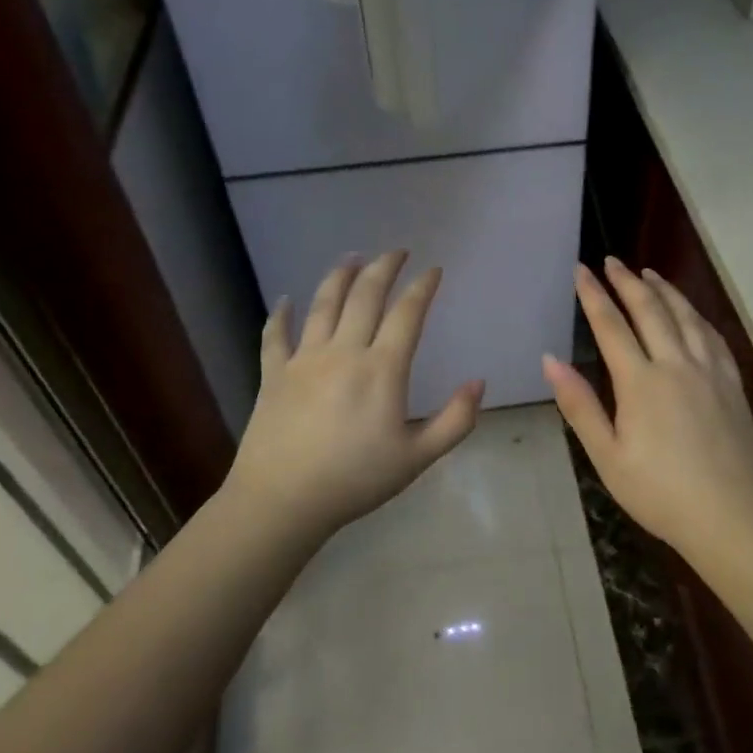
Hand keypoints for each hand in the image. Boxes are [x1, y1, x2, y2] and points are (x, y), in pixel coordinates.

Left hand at [224, 251, 484, 538]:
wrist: (283, 501)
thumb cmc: (355, 480)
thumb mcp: (418, 458)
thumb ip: (455, 420)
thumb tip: (479, 383)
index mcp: (382, 369)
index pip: (407, 314)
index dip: (423, 287)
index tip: (433, 270)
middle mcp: (343, 352)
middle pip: (365, 296)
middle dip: (384, 267)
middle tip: (397, 251)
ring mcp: (304, 359)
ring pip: (323, 305)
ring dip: (339, 276)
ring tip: (351, 257)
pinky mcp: (273, 374)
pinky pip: (275, 336)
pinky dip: (280, 315)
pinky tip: (285, 301)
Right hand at [543, 257, 752, 552]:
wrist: (733, 516)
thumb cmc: (660, 493)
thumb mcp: (607, 456)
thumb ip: (579, 405)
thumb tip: (551, 360)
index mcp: (641, 382)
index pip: (611, 325)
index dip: (593, 294)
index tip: (580, 270)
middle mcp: (676, 364)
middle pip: (650, 310)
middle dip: (627, 282)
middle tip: (612, 261)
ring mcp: (710, 371)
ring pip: (685, 316)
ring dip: (664, 290)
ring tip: (649, 273)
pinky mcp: (732, 383)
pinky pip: (713, 336)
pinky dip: (697, 315)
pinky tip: (692, 313)